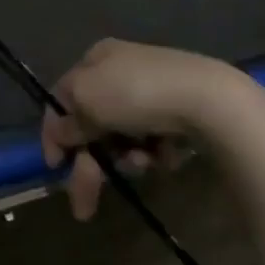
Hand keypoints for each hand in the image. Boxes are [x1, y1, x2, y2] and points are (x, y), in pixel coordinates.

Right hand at [42, 40, 264, 219]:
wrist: (210, 101)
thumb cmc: (136, 93)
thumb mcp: (87, 100)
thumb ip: (68, 120)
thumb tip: (62, 132)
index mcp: (96, 58)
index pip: (63, 96)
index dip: (54, 132)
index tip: (54, 167)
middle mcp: (122, 69)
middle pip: (94, 122)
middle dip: (90, 163)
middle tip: (84, 207)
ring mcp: (154, 91)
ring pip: (124, 135)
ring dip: (125, 158)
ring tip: (142, 166)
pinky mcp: (181, 111)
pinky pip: (154, 139)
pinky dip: (154, 152)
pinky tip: (164, 156)